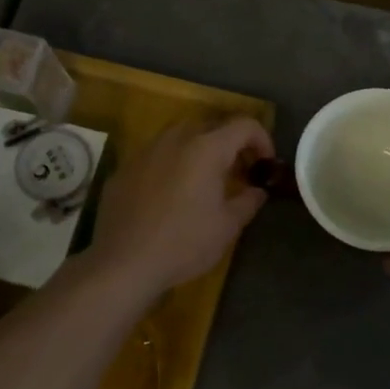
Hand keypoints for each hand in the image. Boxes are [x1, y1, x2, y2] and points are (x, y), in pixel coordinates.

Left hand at [90, 117, 274, 298]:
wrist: (124, 263)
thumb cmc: (184, 243)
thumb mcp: (227, 226)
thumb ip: (248, 201)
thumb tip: (258, 191)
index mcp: (206, 148)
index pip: (244, 125)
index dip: (262, 140)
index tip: (265, 165)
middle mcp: (175, 139)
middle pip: (211, 126)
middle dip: (231, 144)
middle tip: (239, 173)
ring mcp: (145, 152)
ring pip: (180, 137)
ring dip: (199, 151)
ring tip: (205, 181)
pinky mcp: (124, 169)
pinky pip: (156, 156)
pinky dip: (172, 165)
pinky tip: (170, 195)